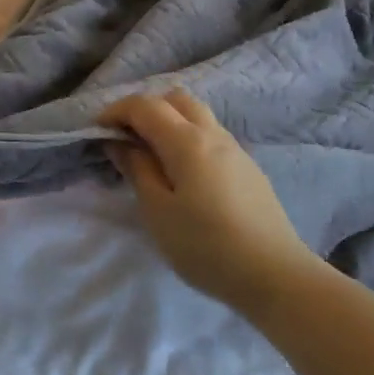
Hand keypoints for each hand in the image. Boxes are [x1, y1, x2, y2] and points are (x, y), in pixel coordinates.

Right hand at [101, 89, 317, 316]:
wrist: (276, 275)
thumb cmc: (206, 246)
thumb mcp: (158, 211)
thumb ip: (137, 169)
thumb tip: (120, 142)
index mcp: (187, 140)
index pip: (145, 106)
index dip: (116, 111)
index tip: (97, 132)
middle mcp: (213, 134)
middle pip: (175, 99)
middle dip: (145, 109)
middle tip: (126, 139)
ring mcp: (235, 149)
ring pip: (196, 116)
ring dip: (168, 122)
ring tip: (151, 156)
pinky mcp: (247, 168)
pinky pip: (210, 136)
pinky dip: (187, 138)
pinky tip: (182, 174)